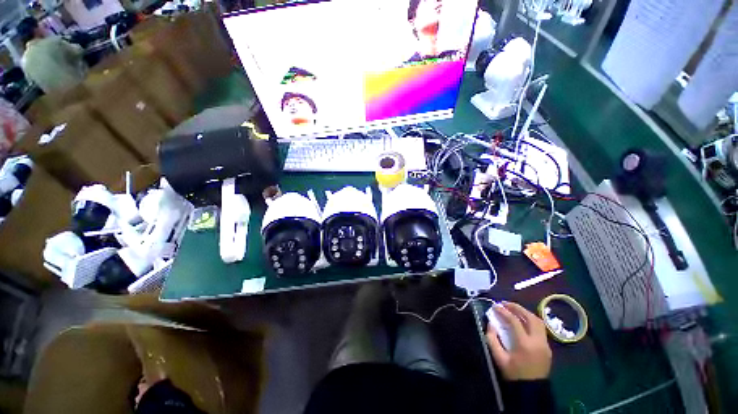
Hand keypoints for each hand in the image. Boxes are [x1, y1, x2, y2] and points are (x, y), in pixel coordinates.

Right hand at [486, 302, 551, 380]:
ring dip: (525, 313)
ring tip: (513, 309)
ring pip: (538, 322)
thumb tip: (491, 323)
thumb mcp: (498, 358)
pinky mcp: (547, 348)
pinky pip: (540, 329)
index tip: (494, 306)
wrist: (531, 391)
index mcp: (525, 344)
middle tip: (505, 303)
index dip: (503, 311)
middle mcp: (538, 342)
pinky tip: (522, 321)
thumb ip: (492, 339)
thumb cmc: (513, 374)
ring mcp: (545, 344)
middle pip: (530, 318)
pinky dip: (530, 321)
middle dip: (517, 308)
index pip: (515, 321)